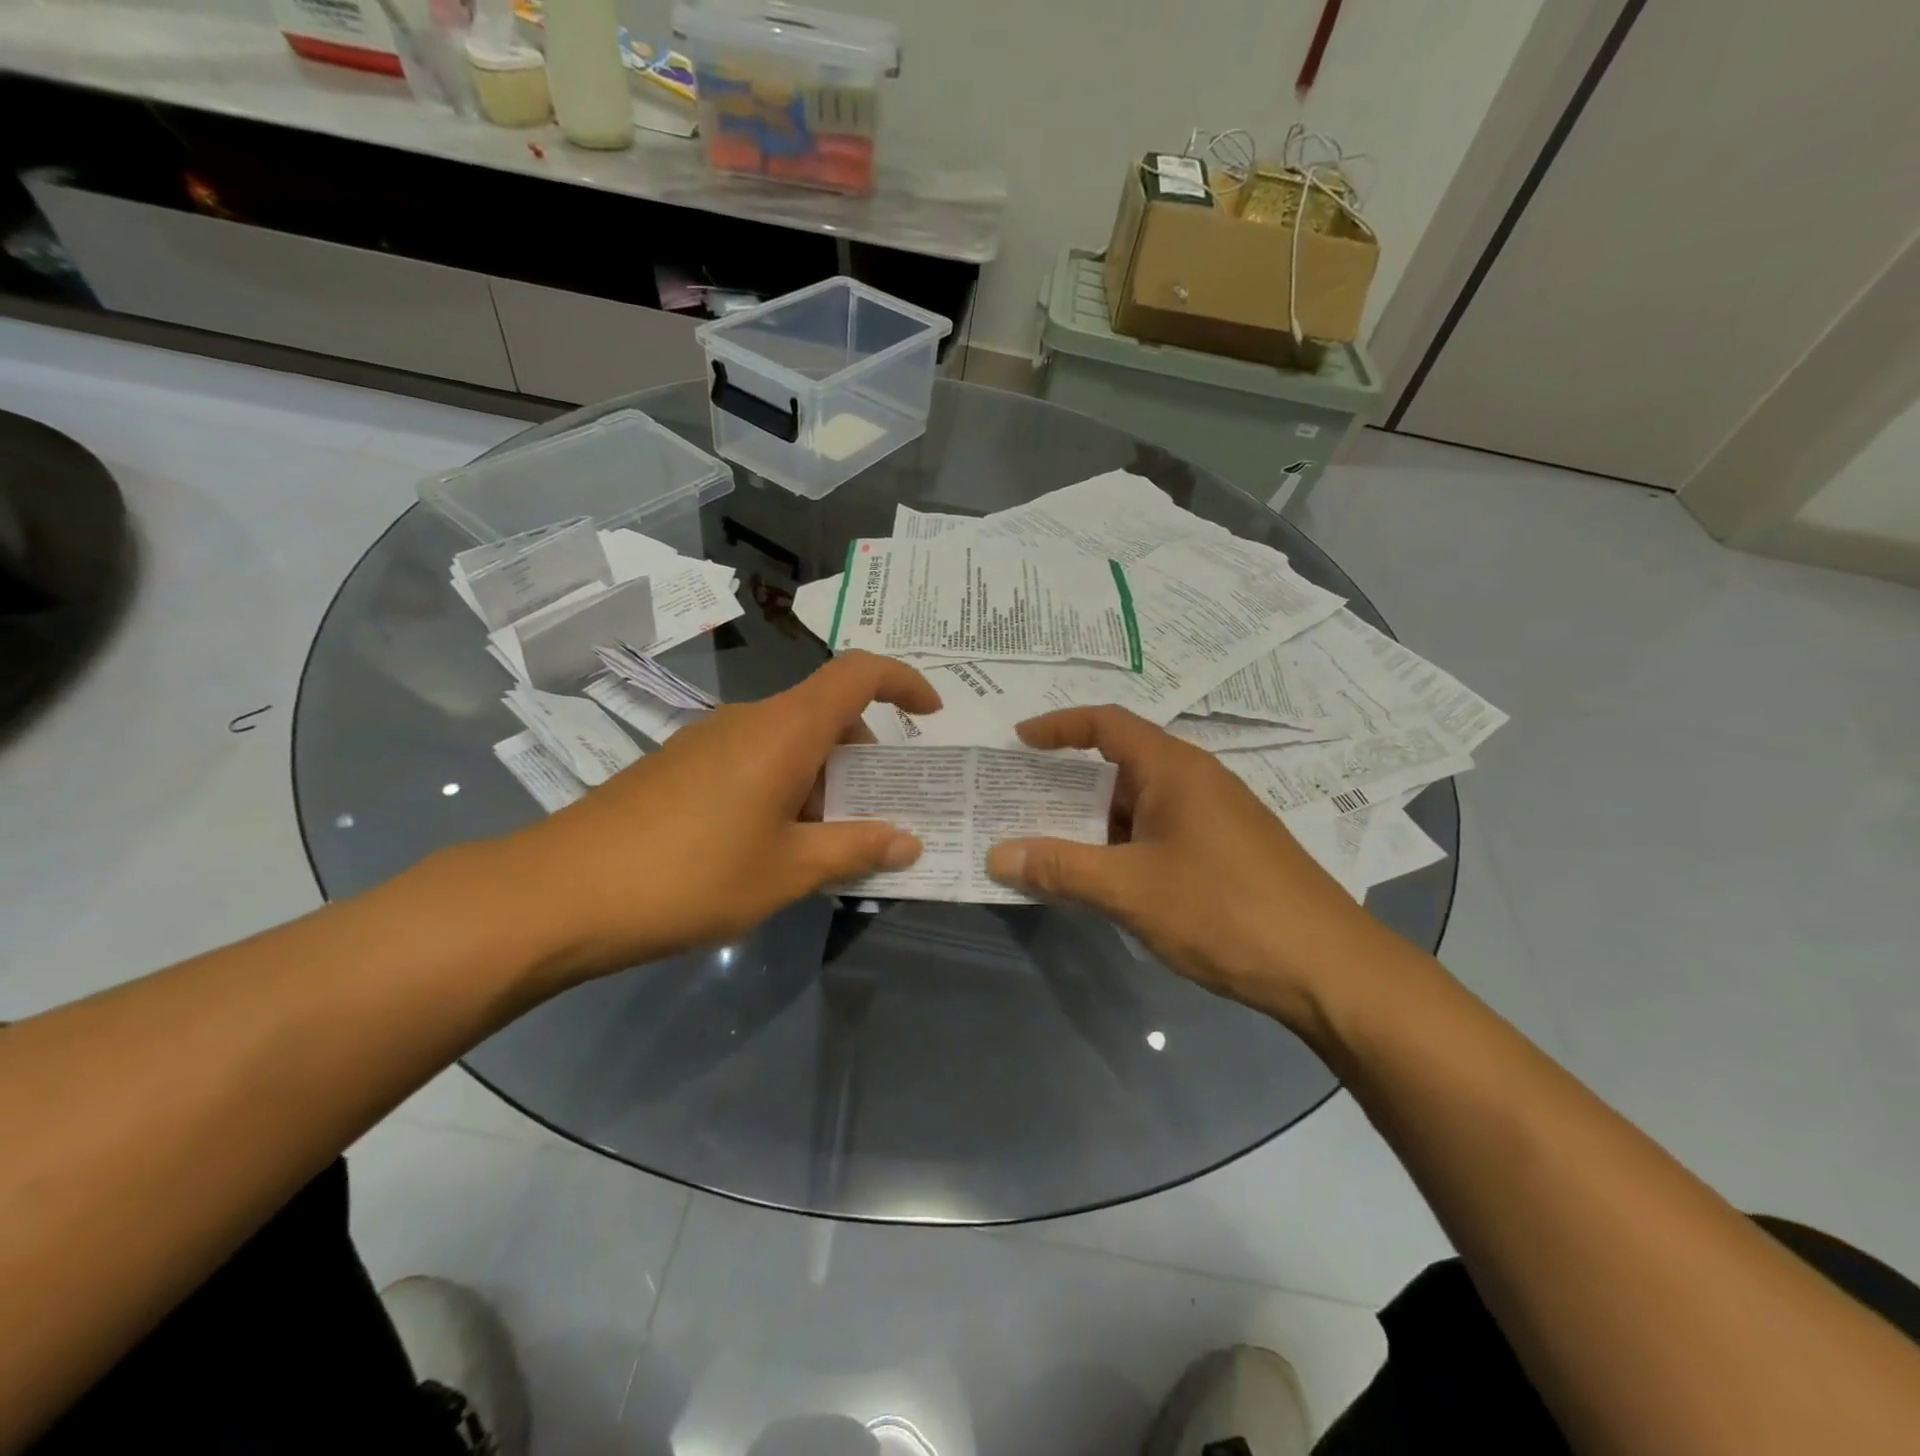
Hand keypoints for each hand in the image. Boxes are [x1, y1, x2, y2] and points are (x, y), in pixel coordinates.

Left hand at [491, 652, 938, 982]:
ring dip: (820, 780)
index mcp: (785, 729)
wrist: (559, 892)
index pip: (858, 674)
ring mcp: (707, 738)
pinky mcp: (678, 763)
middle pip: (826, 713)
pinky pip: (752, 758)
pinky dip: (781, 787)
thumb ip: (855, 849)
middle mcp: (749, 719)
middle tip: (873, 817)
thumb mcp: (787, 871)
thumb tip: (908, 841)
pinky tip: (766, 846)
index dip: (904, 681)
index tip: (931, 715)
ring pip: (788, 740)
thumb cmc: (691, 875)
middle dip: (863, 758)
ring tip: (820, 846)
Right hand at [984, 706, 1389, 1021]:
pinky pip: (1158, 832)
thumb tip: (997, 856)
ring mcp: (1215, 817)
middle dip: (1065, 782)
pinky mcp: (1226, 852)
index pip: (1106, 723)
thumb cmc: (1224, 911)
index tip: (1017, 742)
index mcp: (1174, 769)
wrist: (1329, 970)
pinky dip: (1121, 845)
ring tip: (1047, 845)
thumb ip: (1061, 869)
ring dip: (1093, 821)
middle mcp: (1196, 780)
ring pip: (1138, 804)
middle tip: (1018, 802)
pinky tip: (1103, 879)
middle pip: (1119, 764)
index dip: (1058, 726)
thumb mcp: (1130, 890)